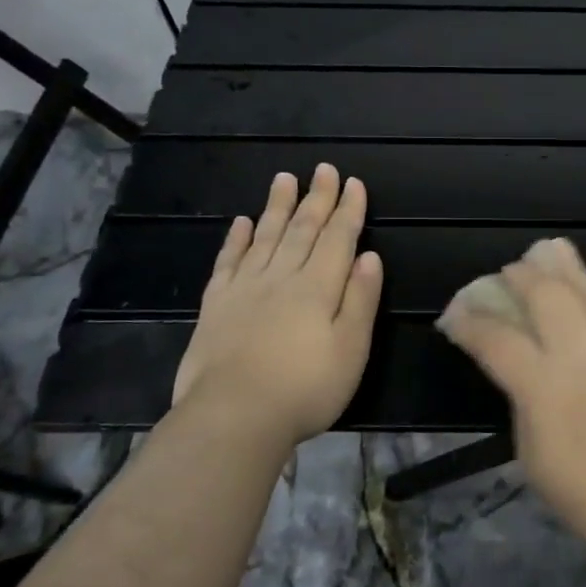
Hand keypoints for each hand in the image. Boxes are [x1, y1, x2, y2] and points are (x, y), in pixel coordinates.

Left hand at [171, 164, 382, 445]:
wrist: (233, 416)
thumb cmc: (306, 388)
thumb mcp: (351, 350)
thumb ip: (360, 301)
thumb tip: (369, 257)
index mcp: (318, 288)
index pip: (338, 239)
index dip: (348, 210)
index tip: (354, 183)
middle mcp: (281, 278)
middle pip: (302, 230)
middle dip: (316, 198)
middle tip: (323, 169)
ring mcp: (245, 289)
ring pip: (265, 237)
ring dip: (277, 207)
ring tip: (284, 179)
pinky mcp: (216, 306)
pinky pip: (228, 262)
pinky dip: (236, 239)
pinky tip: (241, 223)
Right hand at [435, 237, 585, 545]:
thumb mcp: (535, 460)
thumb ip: (526, 407)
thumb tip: (524, 377)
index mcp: (541, 388)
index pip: (496, 339)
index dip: (470, 322)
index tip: (455, 313)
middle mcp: (578, 355)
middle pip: (545, 296)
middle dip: (520, 276)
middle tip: (507, 271)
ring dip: (564, 268)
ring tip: (549, 252)